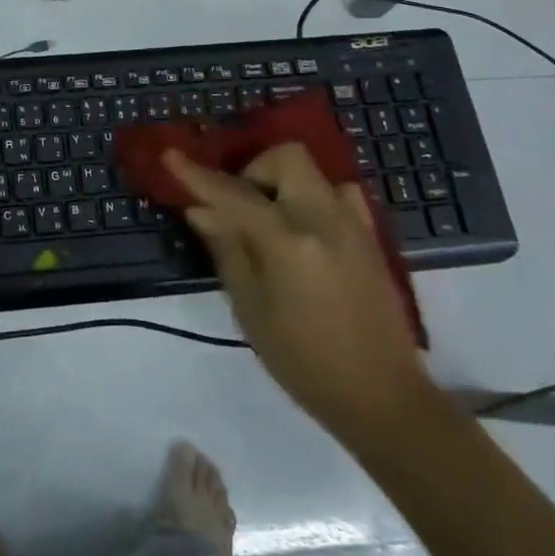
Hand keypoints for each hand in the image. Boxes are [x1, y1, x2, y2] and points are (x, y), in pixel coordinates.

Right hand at [165, 142, 441, 444]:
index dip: (198, 175)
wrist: (384, 399)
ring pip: (314, 173)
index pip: (234, 194)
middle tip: (240, 205)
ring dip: (285, 182)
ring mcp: (354, 226)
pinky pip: (339, 195)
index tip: (170, 156)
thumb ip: (227, 250)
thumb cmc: (305, 362)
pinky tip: (304, 230)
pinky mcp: (371, 239)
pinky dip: (314, 198)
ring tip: (271, 219)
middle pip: (287, 158)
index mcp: (289, 241)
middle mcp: (324, 220)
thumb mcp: (251, 310)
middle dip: (255, 169)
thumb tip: (201, 211)